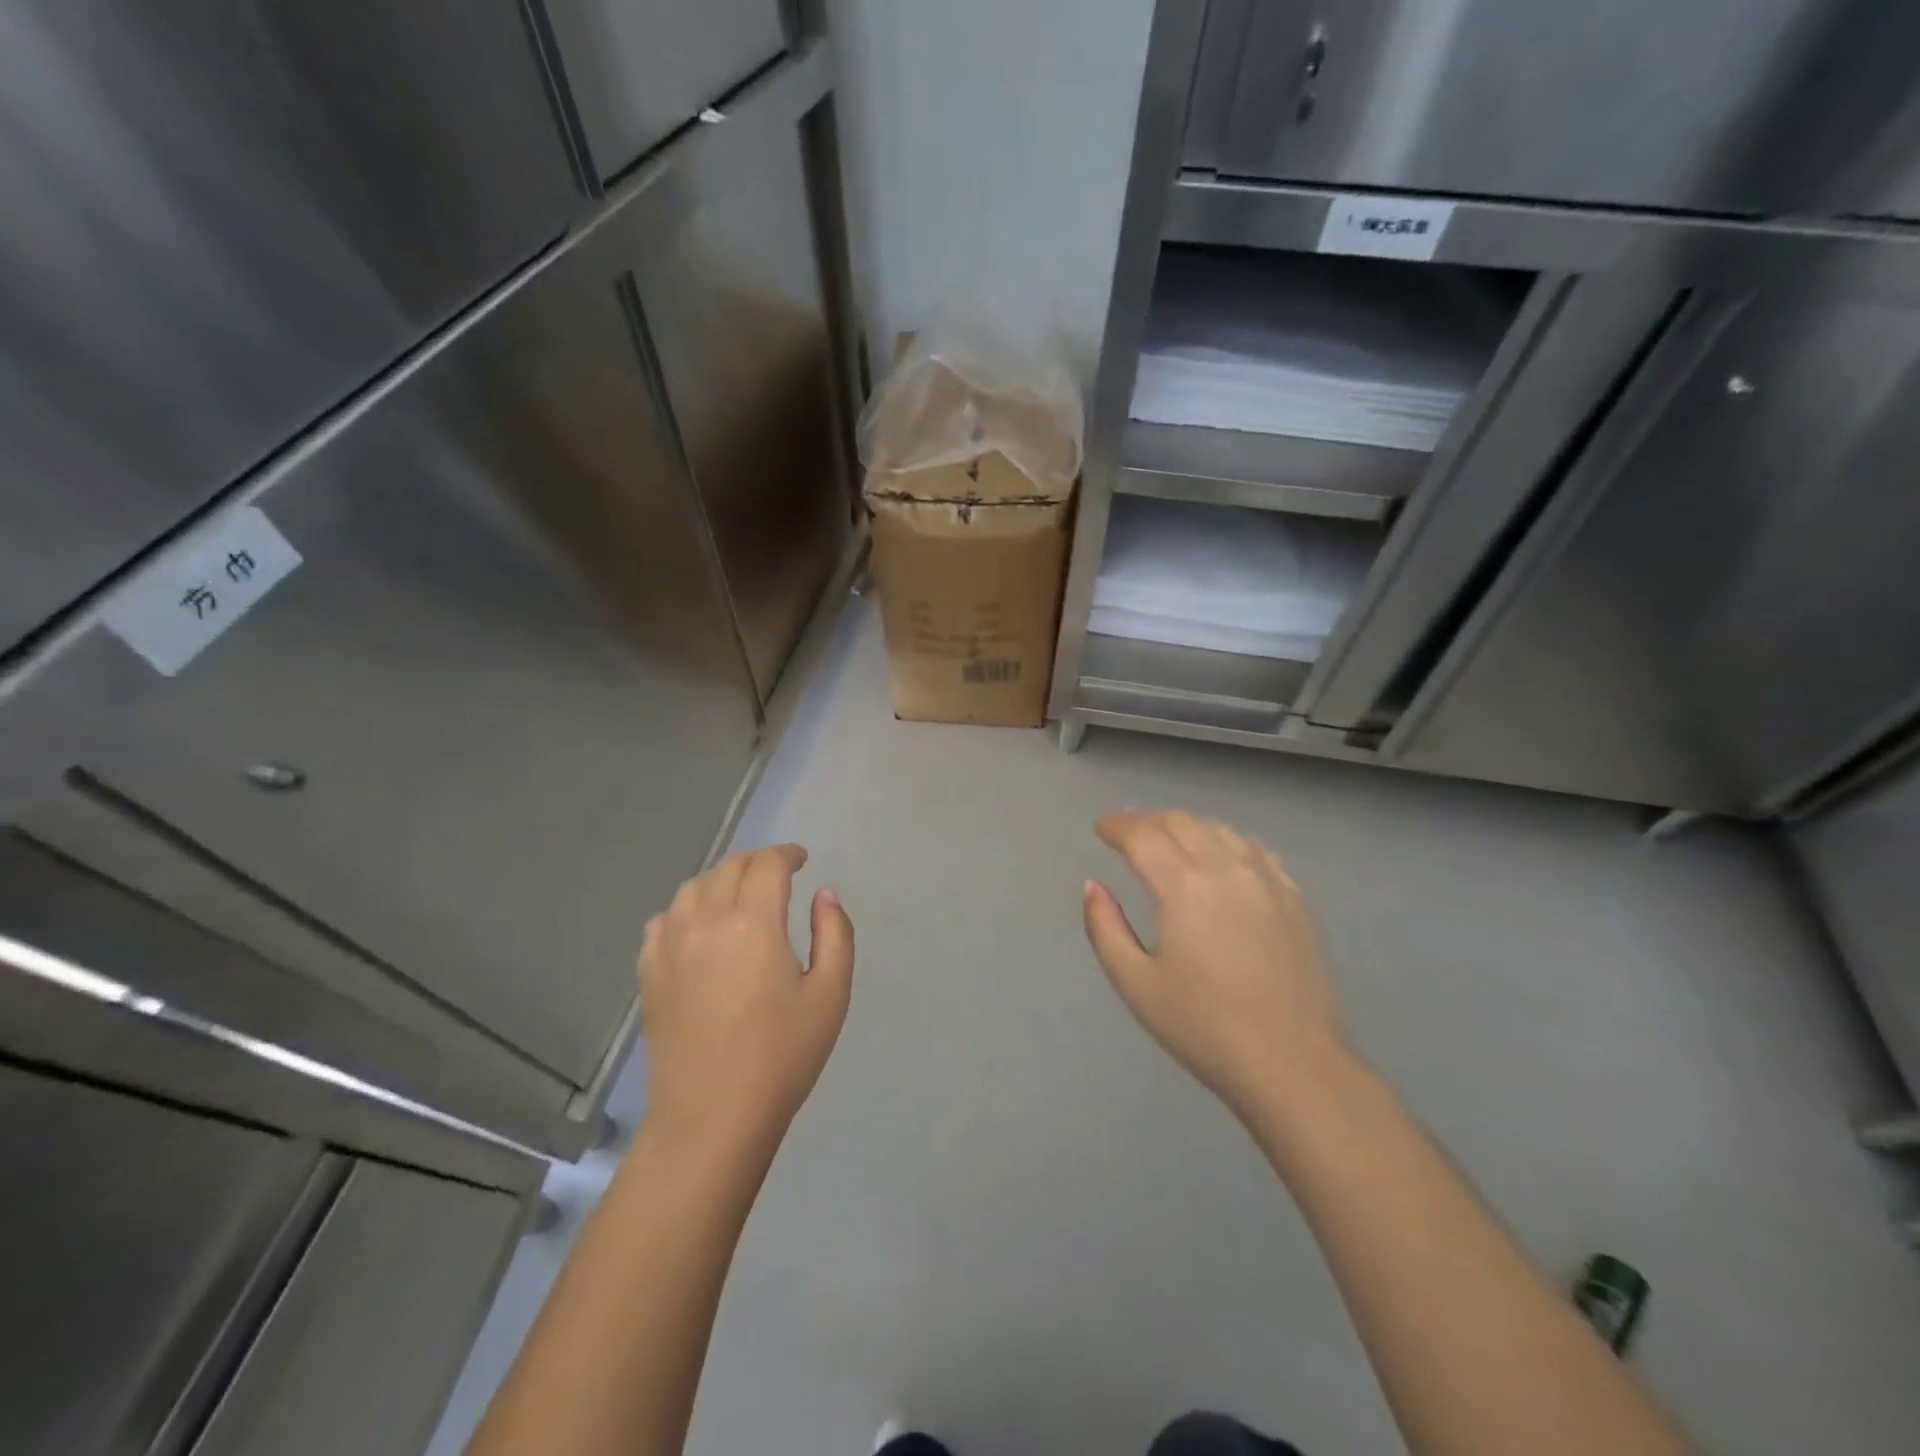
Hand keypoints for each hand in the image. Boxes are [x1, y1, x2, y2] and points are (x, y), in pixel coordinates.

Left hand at [640, 844, 853, 1149]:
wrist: (713, 1117)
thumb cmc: (782, 1055)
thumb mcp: (831, 993)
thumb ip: (834, 933)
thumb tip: (824, 894)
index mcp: (753, 923)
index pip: (768, 865)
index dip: (787, 855)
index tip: (801, 859)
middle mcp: (706, 922)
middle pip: (729, 869)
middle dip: (757, 862)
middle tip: (777, 874)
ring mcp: (670, 947)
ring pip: (693, 888)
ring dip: (721, 880)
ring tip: (739, 895)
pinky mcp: (650, 974)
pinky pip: (664, 920)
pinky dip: (686, 909)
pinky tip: (699, 927)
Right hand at [1083, 811, 1350, 1124]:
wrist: (1293, 1065)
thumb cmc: (1203, 1027)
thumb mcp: (1135, 984)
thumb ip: (1105, 927)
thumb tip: (1093, 886)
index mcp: (1183, 886)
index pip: (1143, 834)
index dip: (1117, 825)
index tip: (1101, 828)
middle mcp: (1226, 869)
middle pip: (1181, 822)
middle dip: (1148, 821)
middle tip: (1128, 834)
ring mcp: (1267, 880)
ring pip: (1219, 830)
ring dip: (1186, 827)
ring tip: (1169, 842)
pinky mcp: (1295, 898)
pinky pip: (1255, 850)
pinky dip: (1226, 842)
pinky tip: (1221, 858)